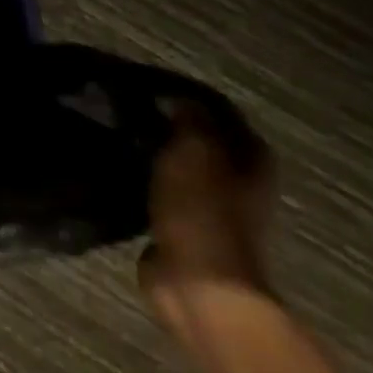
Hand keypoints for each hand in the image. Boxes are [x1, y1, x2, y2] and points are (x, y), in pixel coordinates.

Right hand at [139, 104, 274, 330]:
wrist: (199, 286)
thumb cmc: (202, 212)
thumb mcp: (194, 151)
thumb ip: (189, 119)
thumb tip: (179, 97)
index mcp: (253, 160)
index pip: (221, 113)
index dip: (189, 97)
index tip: (150, 85)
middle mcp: (240, 183)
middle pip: (204, 142)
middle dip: (172, 125)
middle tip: (130, 107)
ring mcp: (214, 210)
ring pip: (182, 168)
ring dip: (158, 154)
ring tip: (120, 133)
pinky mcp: (185, 230)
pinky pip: (163, 193)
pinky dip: (146, 181)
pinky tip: (120, 167)